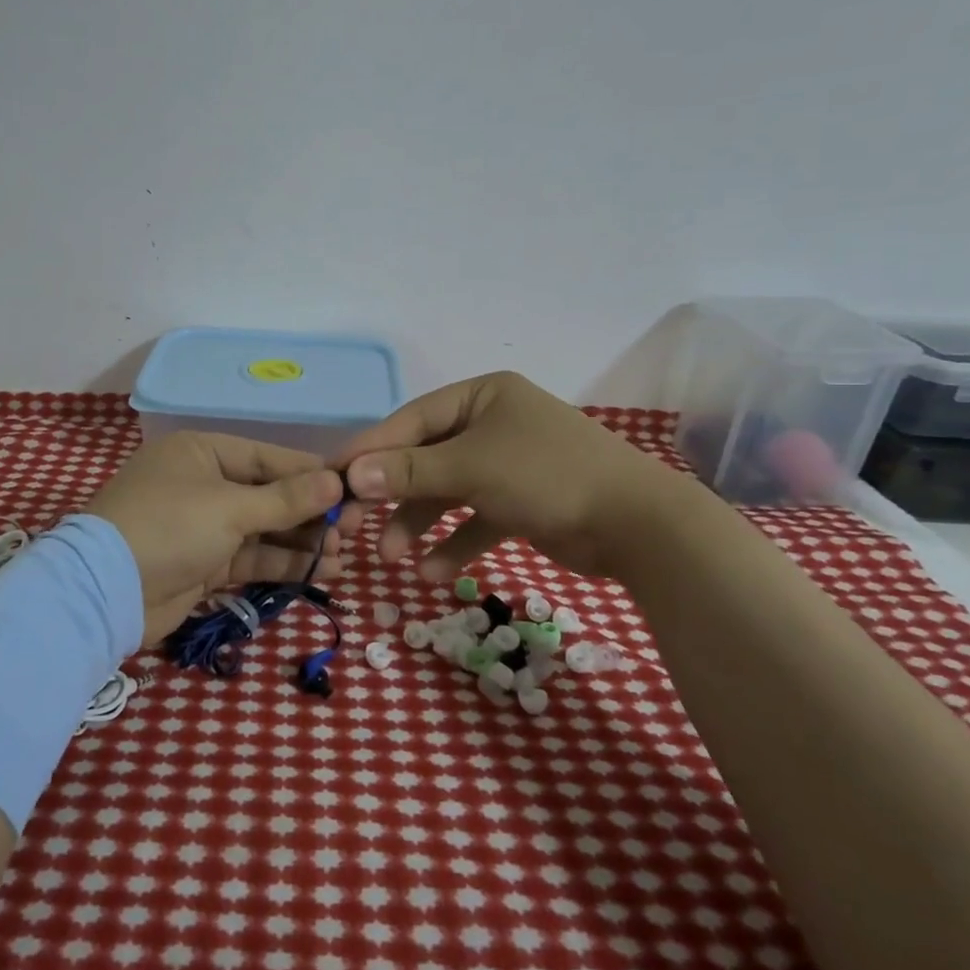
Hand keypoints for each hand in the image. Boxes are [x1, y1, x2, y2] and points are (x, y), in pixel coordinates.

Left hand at [85, 431, 345, 642]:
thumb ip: (286, 498)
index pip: (268, 458)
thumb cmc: (169, 528)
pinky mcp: (202, 564)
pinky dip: (280, 564)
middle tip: (350, 531)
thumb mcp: (230, 508)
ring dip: (299, 542)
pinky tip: (317, 572)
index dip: (311, 474)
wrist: (104, 592)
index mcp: (202, 452)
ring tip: (340, 556)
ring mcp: (201, 526)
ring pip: (261, 529)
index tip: (352, 490)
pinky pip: (249, 557)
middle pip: (268, 494)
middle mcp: (202, 484)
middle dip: (308, 514)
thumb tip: (337, 480)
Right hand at [335, 371, 684, 582]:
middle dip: (393, 495)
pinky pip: (476, 519)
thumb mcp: (471, 467)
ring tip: (393, 558)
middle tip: (353, 526)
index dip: (370, 449)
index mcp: (482, 396)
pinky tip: (435, 572)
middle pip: (426, 458)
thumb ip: (409, 471)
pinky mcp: (521, 502)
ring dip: (419, 524)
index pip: (411, 421)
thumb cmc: (546, 475)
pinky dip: (455, 543)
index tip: (331, 477)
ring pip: (447, 492)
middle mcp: (492, 424)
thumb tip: (350, 474)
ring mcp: (507, 464)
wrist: (638, 525)